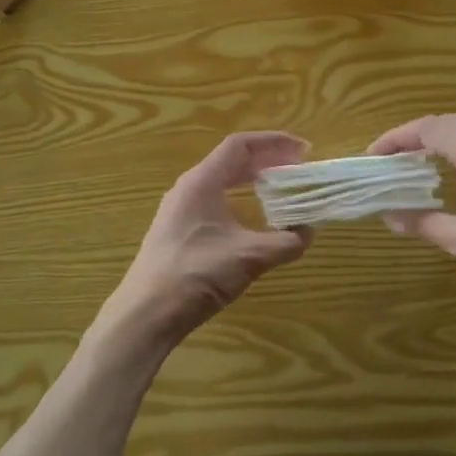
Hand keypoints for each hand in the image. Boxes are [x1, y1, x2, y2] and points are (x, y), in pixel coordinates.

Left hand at [96, 132, 312, 352]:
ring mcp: (179, 211)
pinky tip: (252, 223)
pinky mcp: (177, 233)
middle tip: (297, 169)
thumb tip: (309, 232)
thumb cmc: (197, 274)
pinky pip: (213, 203)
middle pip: (231, 162)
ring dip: (252, 182)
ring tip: (280, 191)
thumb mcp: (250, 257)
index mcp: (202, 182)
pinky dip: (238, 202)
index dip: (274, 142)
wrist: (146, 314)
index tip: (303, 149)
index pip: (240, 146)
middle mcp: (188, 189)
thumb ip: (286, 242)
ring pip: (221, 184)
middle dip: (266, 162)